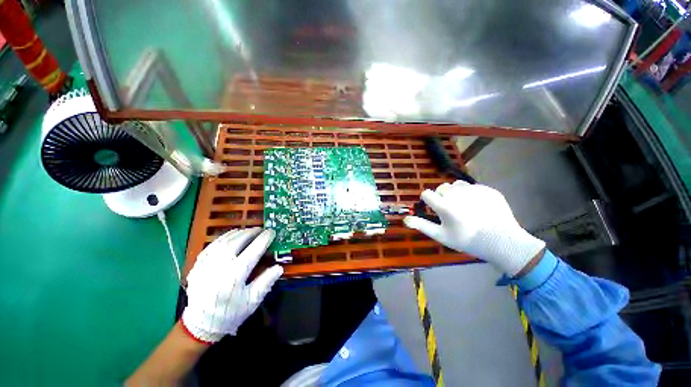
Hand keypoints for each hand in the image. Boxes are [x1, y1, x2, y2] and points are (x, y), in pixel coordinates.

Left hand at [182, 228, 282, 342]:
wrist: (201, 325)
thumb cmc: (230, 313)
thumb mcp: (252, 301)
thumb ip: (266, 282)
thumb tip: (279, 267)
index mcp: (234, 276)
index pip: (253, 251)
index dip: (264, 239)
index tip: (272, 232)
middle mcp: (219, 267)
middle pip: (237, 242)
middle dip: (251, 233)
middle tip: (261, 230)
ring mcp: (206, 265)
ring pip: (223, 241)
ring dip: (238, 233)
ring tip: (248, 231)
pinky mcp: (197, 266)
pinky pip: (212, 246)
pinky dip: (223, 238)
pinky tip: (231, 237)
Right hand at [404, 181, 544, 275]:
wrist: (501, 241)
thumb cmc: (467, 240)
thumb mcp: (441, 236)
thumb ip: (422, 225)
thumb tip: (405, 219)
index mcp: (445, 206)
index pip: (427, 194)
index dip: (428, 200)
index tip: (434, 208)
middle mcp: (457, 194)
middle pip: (441, 188)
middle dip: (442, 197)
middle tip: (451, 210)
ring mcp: (474, 190)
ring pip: (456, 185)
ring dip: (455, 193)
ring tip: (463, 206)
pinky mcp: (487, 189)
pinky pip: (473, 187)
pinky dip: (471, 194)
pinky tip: (478, 206)